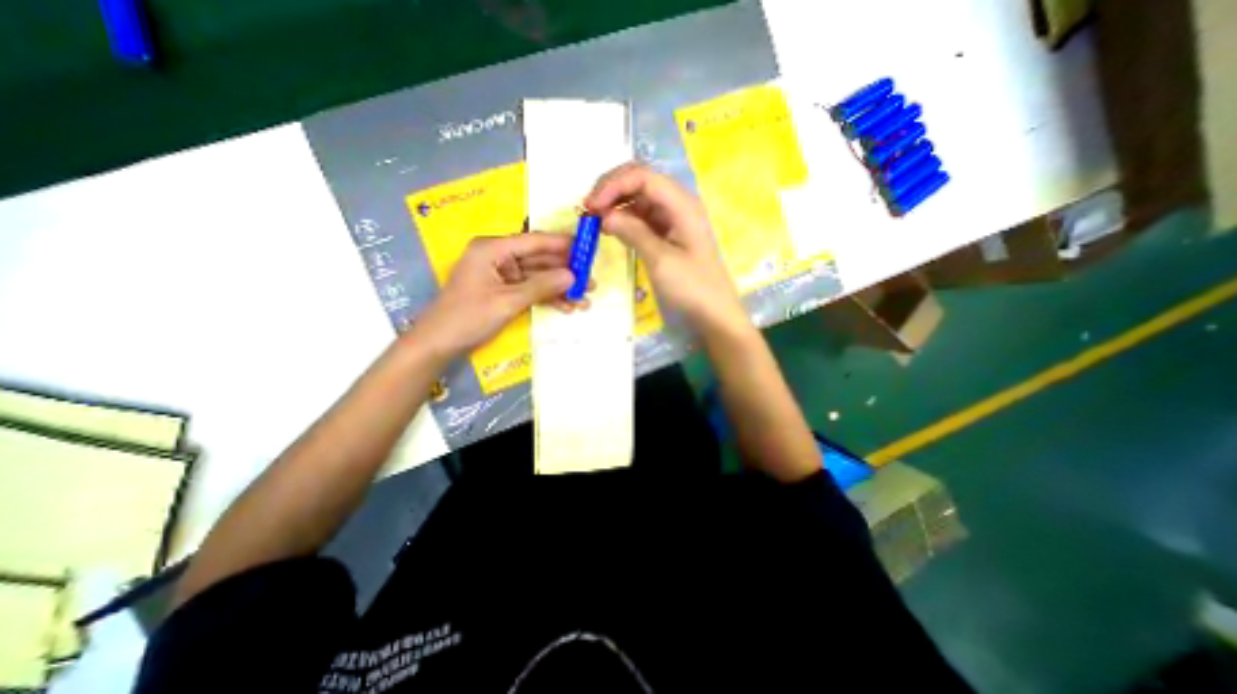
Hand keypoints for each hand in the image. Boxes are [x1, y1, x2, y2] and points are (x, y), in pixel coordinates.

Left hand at [410, 236, 574, 359]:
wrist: (439, 344)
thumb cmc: (468, 317)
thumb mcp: (508, 301)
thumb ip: (542, 286)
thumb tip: (573, 276)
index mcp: (493, 248)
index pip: (535, 241)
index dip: (562, 245)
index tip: (587, 249)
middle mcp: (498, 256)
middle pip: (539, 259)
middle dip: (565, 271)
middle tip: (591, 280)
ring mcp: (501, 274)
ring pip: (538, 276)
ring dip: (560, 288)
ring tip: (585, 298)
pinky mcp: (504, 290)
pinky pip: (530, 289)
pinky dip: (548, 298)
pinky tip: (567, 306)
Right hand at [585, 159, 747, 334]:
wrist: (712, 311)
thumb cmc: (691, 287)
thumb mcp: (660, 260)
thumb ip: (633, 232)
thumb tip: (604, 215)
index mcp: (681, 203)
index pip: (642, 176)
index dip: (613, 185)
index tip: (591, 206)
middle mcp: (677, 203)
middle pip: (640, 181)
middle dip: (611, 190)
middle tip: (587, 210)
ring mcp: (672, 218)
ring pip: (638, 198)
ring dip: (615, 204)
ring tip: (593, 220)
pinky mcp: (667, 233)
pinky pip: (641, 217)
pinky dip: (623, 219)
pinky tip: (609, 228)